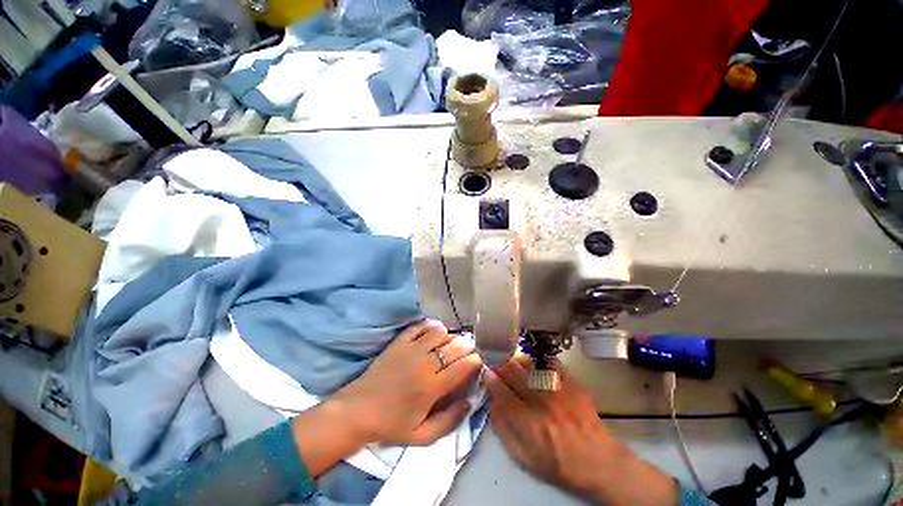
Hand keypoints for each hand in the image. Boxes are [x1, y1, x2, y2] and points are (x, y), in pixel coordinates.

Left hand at [331, 320, 482, 445]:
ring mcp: (410, 349)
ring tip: (450, 344)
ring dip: (450, 336)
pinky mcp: (399, 342)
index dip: (475, 361)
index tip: (476, 363)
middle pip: (455, 345)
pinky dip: (431, 326)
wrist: (358, 411)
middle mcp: (424, 364)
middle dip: (467, 346)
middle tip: (467, 352)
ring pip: (440, 332)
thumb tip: (470, 401)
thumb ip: (450, 422)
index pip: (463, 366)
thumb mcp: (422, 437)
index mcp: (432, 387)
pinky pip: (420, 326)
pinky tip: (434, 334)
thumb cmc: (391, 425)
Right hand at [486, 357, 677, 505]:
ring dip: (517, 361)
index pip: (501, 392)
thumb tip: (490, 403)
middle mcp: (542, 402)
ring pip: (529, 363)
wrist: (598, 460)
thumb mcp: (525, 458)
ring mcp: (558, 389)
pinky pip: (549, 362)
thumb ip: (503, 430)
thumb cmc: (558, 463)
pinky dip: (538, 361)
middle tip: (496, 363)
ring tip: (514, 363)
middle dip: (500, 364)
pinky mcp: (572, 382)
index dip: (490, 379)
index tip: (486, 372)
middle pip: (513, 372)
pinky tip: (535, 365)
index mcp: (528, 423)